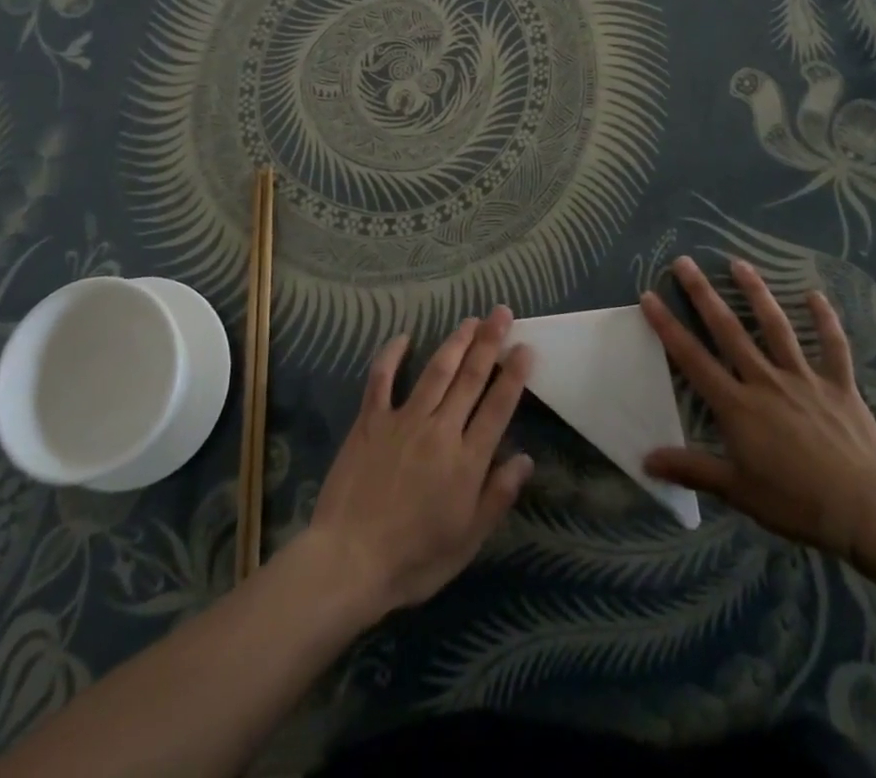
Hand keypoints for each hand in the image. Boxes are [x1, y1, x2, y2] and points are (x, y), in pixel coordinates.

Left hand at [300, 308, 534, 615]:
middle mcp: (440, 430)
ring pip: (436, 371)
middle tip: (502, 313)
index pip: (498, 407)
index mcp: (467, 460)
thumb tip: (526, 459)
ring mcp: (403, 420)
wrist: (349, 561)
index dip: (514, 375)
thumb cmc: (414, 559)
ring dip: (456, 342)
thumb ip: (497, 496)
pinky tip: (403, 337)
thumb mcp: (467, 540)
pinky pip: (382, 378)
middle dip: (489, 342)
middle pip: (470, 378)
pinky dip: (391, 354)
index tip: (525, 347)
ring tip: (471, 320)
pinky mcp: (370, 420)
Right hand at [641, 256, 875, 559]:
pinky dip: (825, 320)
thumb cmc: (796, 502)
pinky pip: (833, 347)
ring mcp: (804, 378)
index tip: (649, 296)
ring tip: (738, 263)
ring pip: (775, 327)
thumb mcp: (737, 491)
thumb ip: (691, 470)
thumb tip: (645, 460)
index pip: (692, 358)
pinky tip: (815, 294)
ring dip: (755, 292)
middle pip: (728, 330)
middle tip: (684, 262)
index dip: (667, 326)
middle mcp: (765, 381)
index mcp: (737, 405)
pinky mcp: (840, 385)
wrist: (865, 510)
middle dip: (703, 294)